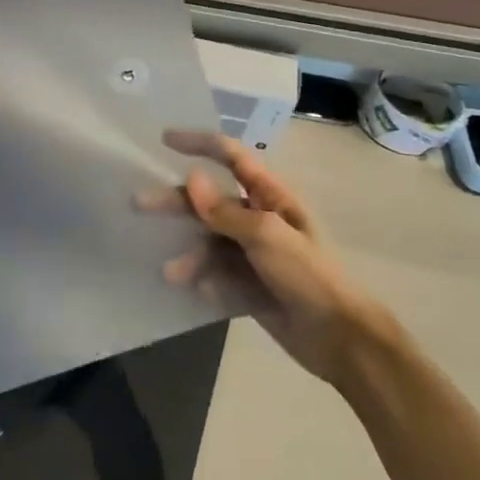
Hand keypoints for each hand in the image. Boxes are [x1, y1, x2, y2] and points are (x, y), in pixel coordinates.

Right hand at [154, 130, 387, 384]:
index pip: (232, 157)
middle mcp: (259, 218)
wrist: (340, 340)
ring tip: (171, 273)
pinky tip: (200, 293)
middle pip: (209, 200)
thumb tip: (191, 176)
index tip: (164, 139)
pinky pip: (216, 274)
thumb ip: (225, 210)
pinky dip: (205, 280)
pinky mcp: (248, 284)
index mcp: (271, 197)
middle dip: (176, 202)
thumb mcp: (267, 237)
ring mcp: (252, 253)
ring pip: (208, 240)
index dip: (200, 143)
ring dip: (189, 254)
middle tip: (139, 203)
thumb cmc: (308, 277)